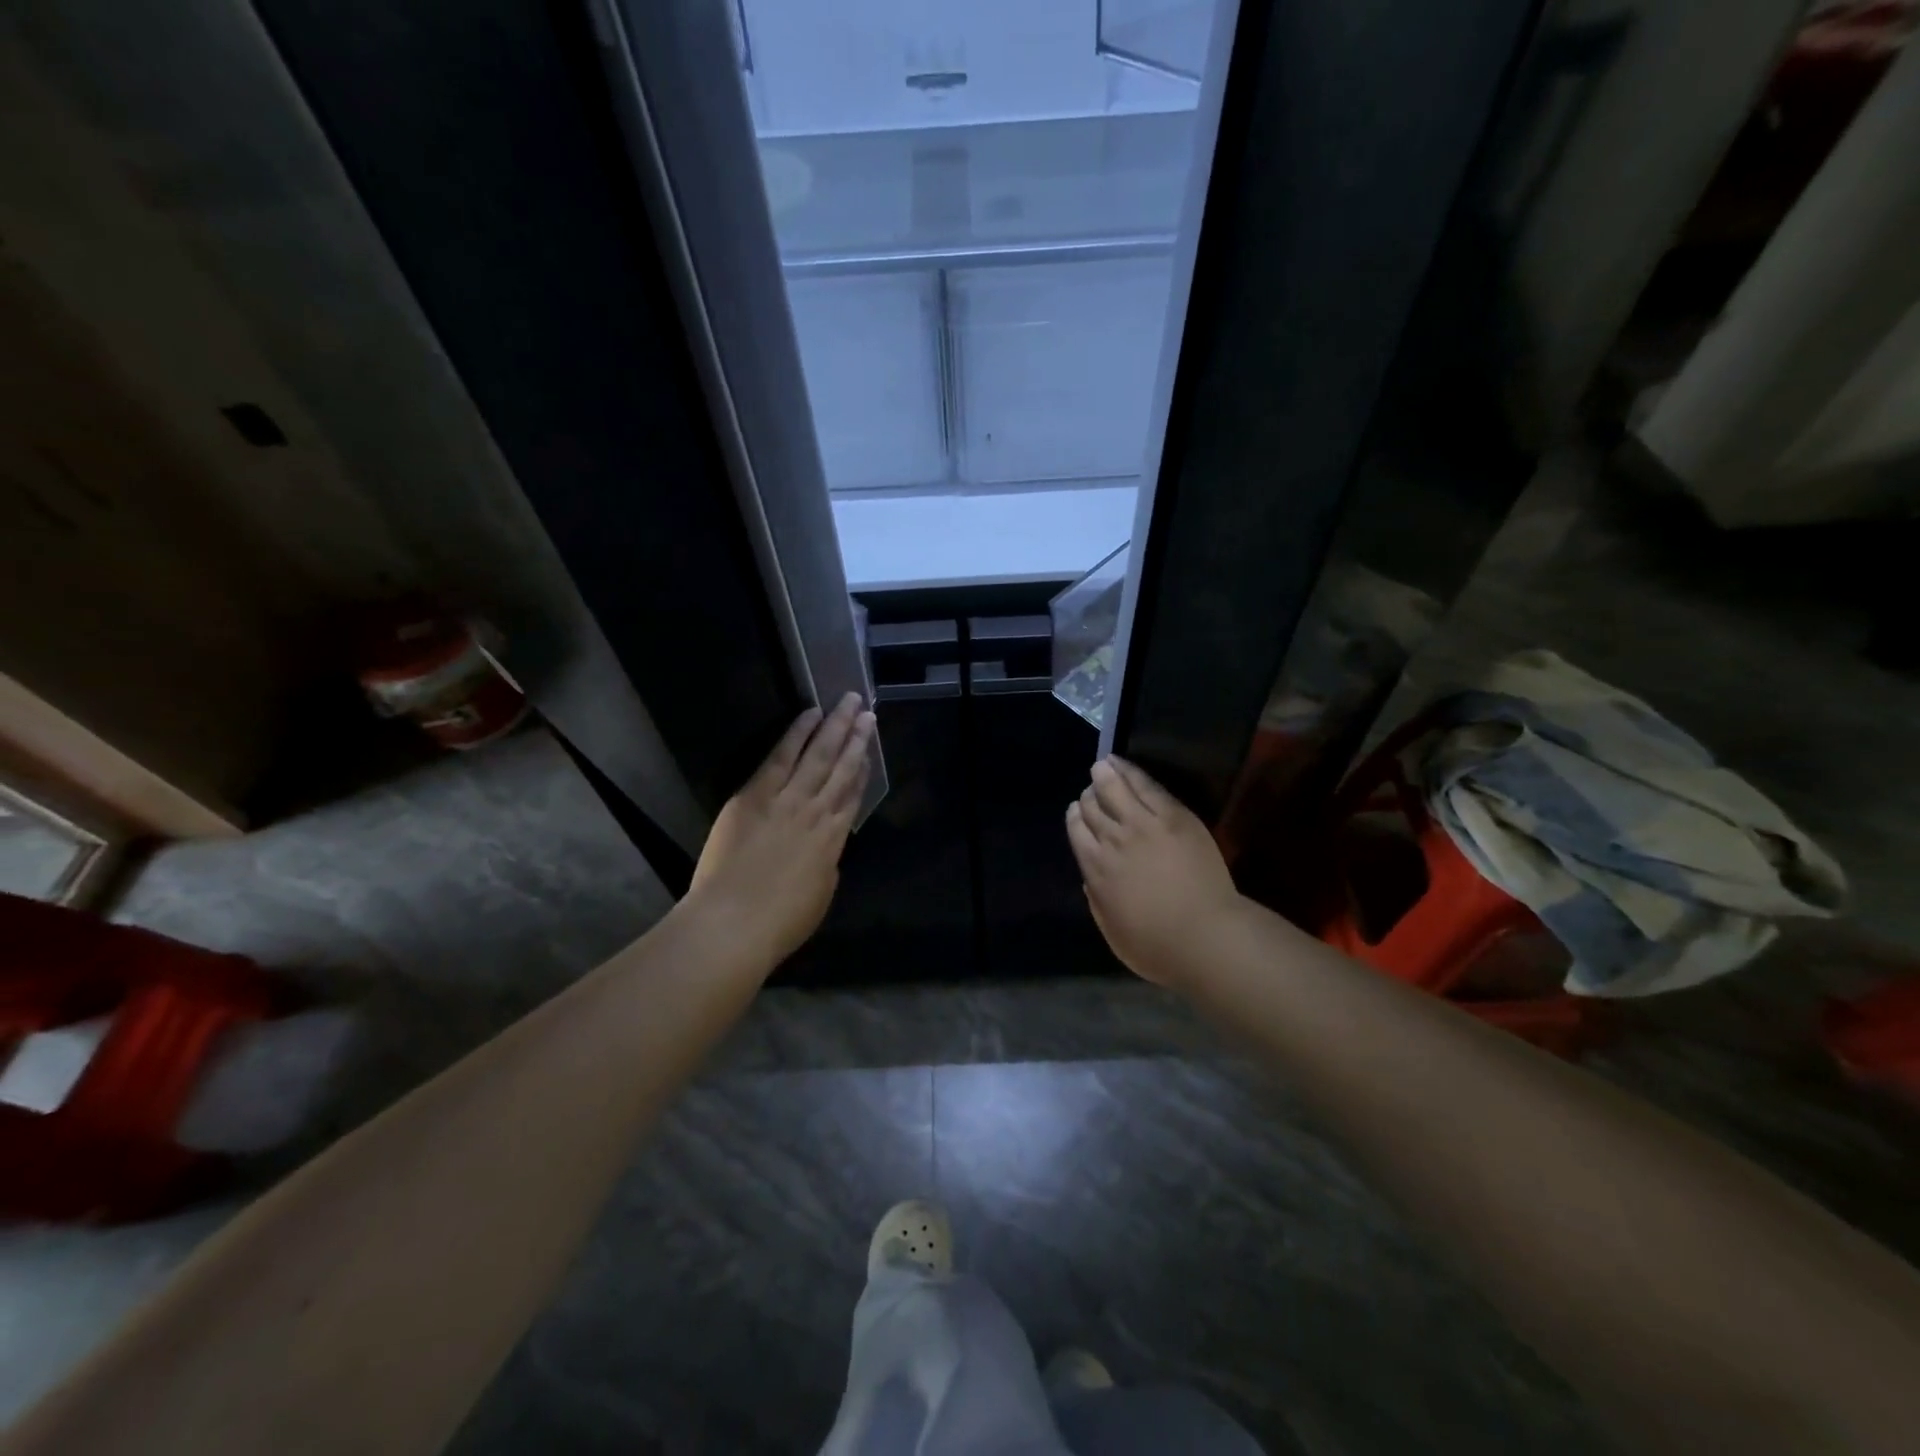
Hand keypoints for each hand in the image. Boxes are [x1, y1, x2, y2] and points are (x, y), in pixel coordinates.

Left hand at [685, 693, 875, 970]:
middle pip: (841, 767)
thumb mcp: (820, 893)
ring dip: (834, 726)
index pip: (852, 795)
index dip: (862, 770)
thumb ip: (825, 862)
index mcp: (833, 839)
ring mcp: (786, 798)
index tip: (869, 749)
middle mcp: (817, 811)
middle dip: (856, 737)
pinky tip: (809, 715)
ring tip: (847, 702)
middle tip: (866, 711)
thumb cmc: (779, 922)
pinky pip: (780, 756)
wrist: (734, 922)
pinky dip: (796, 733)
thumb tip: (824, 846)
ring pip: (817, 754)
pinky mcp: (755, 794)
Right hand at [1066, 757, 1242, 987]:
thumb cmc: (1158, 947)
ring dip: (1104, 775)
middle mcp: (1112, 841)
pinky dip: (1129, 771)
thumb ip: (1097, 902)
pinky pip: (1145, 786)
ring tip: (1102, 766)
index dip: (1075, 818)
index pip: (1076, 831)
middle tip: (1093, 792)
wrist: (1205, 936)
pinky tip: (1121, 763)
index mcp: (1095, 870)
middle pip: (1092, 808)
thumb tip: (1091, 879)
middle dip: (1089, 797)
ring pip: (1113, 789)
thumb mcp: (1113, 932)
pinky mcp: (1172, 816)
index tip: (1078, 813)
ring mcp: (1142, 824)